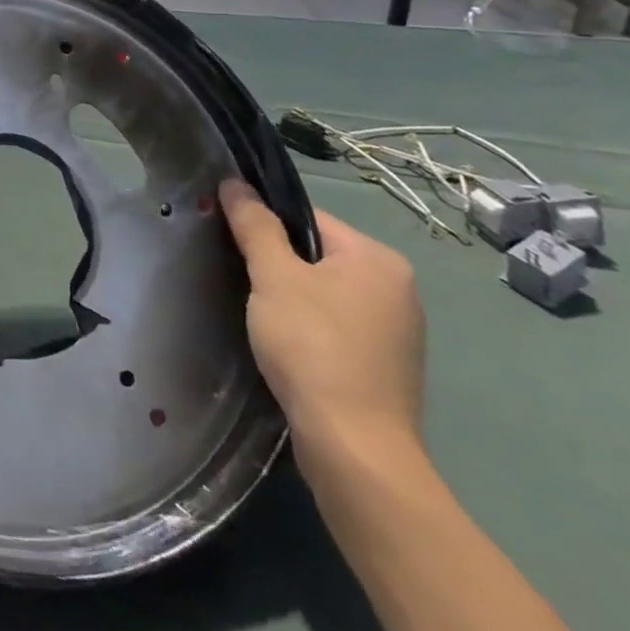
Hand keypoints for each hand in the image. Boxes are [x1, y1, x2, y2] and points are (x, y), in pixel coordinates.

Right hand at [219, 179, 425, 459]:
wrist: (354, 446)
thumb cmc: (313, 346)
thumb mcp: (273, 276)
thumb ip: (255, 226)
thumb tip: (235, 183)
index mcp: (378, 259)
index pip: (308, 218)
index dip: (265, 225)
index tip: (232, 242)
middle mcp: (397, 288)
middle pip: (317, 254)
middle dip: (277, 263)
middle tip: (239, 276)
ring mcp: (397, 331)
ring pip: (325, 292)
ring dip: (290, 296)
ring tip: (257, 312)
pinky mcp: (385, 365)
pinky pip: (336, 325)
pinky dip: (308, 327)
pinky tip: (285, 344)